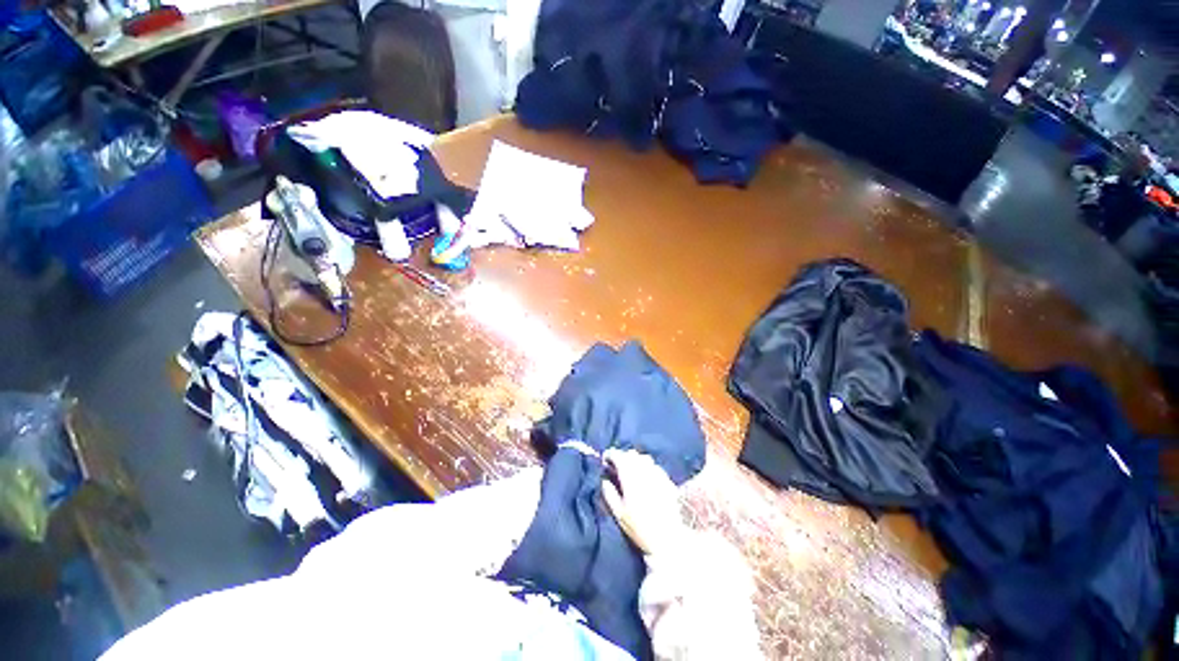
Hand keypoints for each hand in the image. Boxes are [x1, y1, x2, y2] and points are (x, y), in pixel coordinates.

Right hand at [601, 449, 686, 555]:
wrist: (669, 539)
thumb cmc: (640, 528)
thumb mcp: (619, 514)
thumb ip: (610, 494)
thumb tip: (604, 481)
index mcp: (630, 476)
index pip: (618, 456)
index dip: (610, 454)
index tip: (605, 459)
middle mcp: (644, 470)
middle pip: (631, 454)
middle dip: (622, 456)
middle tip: (616, 466)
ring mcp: (657, 474)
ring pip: (644, 457)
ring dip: (635, 459)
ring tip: (630, 470)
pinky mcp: (667, 480)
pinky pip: (655, 465)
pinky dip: (647, 466)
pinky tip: (646, 477)